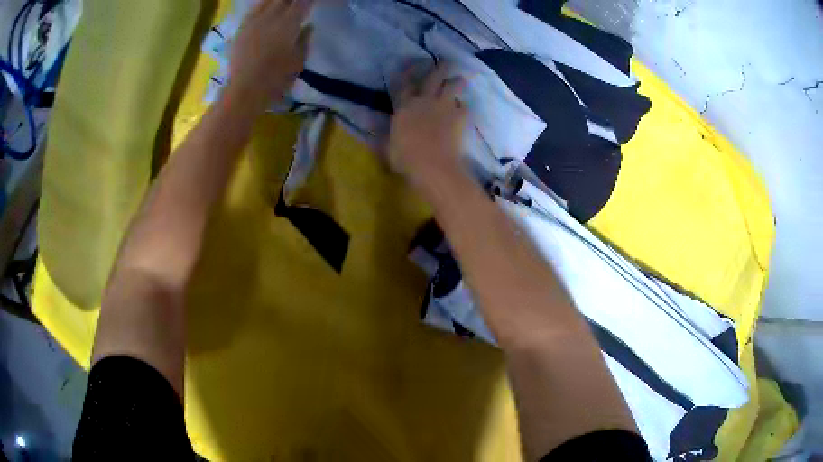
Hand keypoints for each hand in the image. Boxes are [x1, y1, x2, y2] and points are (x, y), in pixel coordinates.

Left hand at [226, 0, 313, 110]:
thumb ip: (304, 40)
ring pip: (267, 1)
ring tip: (283, 3)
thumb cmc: (276, 79)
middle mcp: (271, 17)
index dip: (308, 0)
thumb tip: (308, 26)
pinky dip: (262, 6)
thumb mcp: (299, 61)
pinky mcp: (241, 29)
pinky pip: (253, 10)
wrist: (245, 91)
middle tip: (298, 3)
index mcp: (289, 24)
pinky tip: (265, 7)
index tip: (312, 2)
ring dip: (277, 1)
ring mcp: (254, 22)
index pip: (303, 2)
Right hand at [389, 64, 467, 191]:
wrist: (433, 165)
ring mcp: (444, 107)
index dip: (409, 73)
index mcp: (405, 106)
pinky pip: (464, 107)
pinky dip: (464, 107)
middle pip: (434, 77)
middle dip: (441, 68)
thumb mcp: (388, 147)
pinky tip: (464, 110)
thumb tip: (373, 129)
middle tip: (447, 62)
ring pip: (453, 86)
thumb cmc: (406, 158)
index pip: (405, 84)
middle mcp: (425, 100)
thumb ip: (385, 135)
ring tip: (461, 80)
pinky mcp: (460, 117)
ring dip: (457, 82)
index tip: (413, 65)